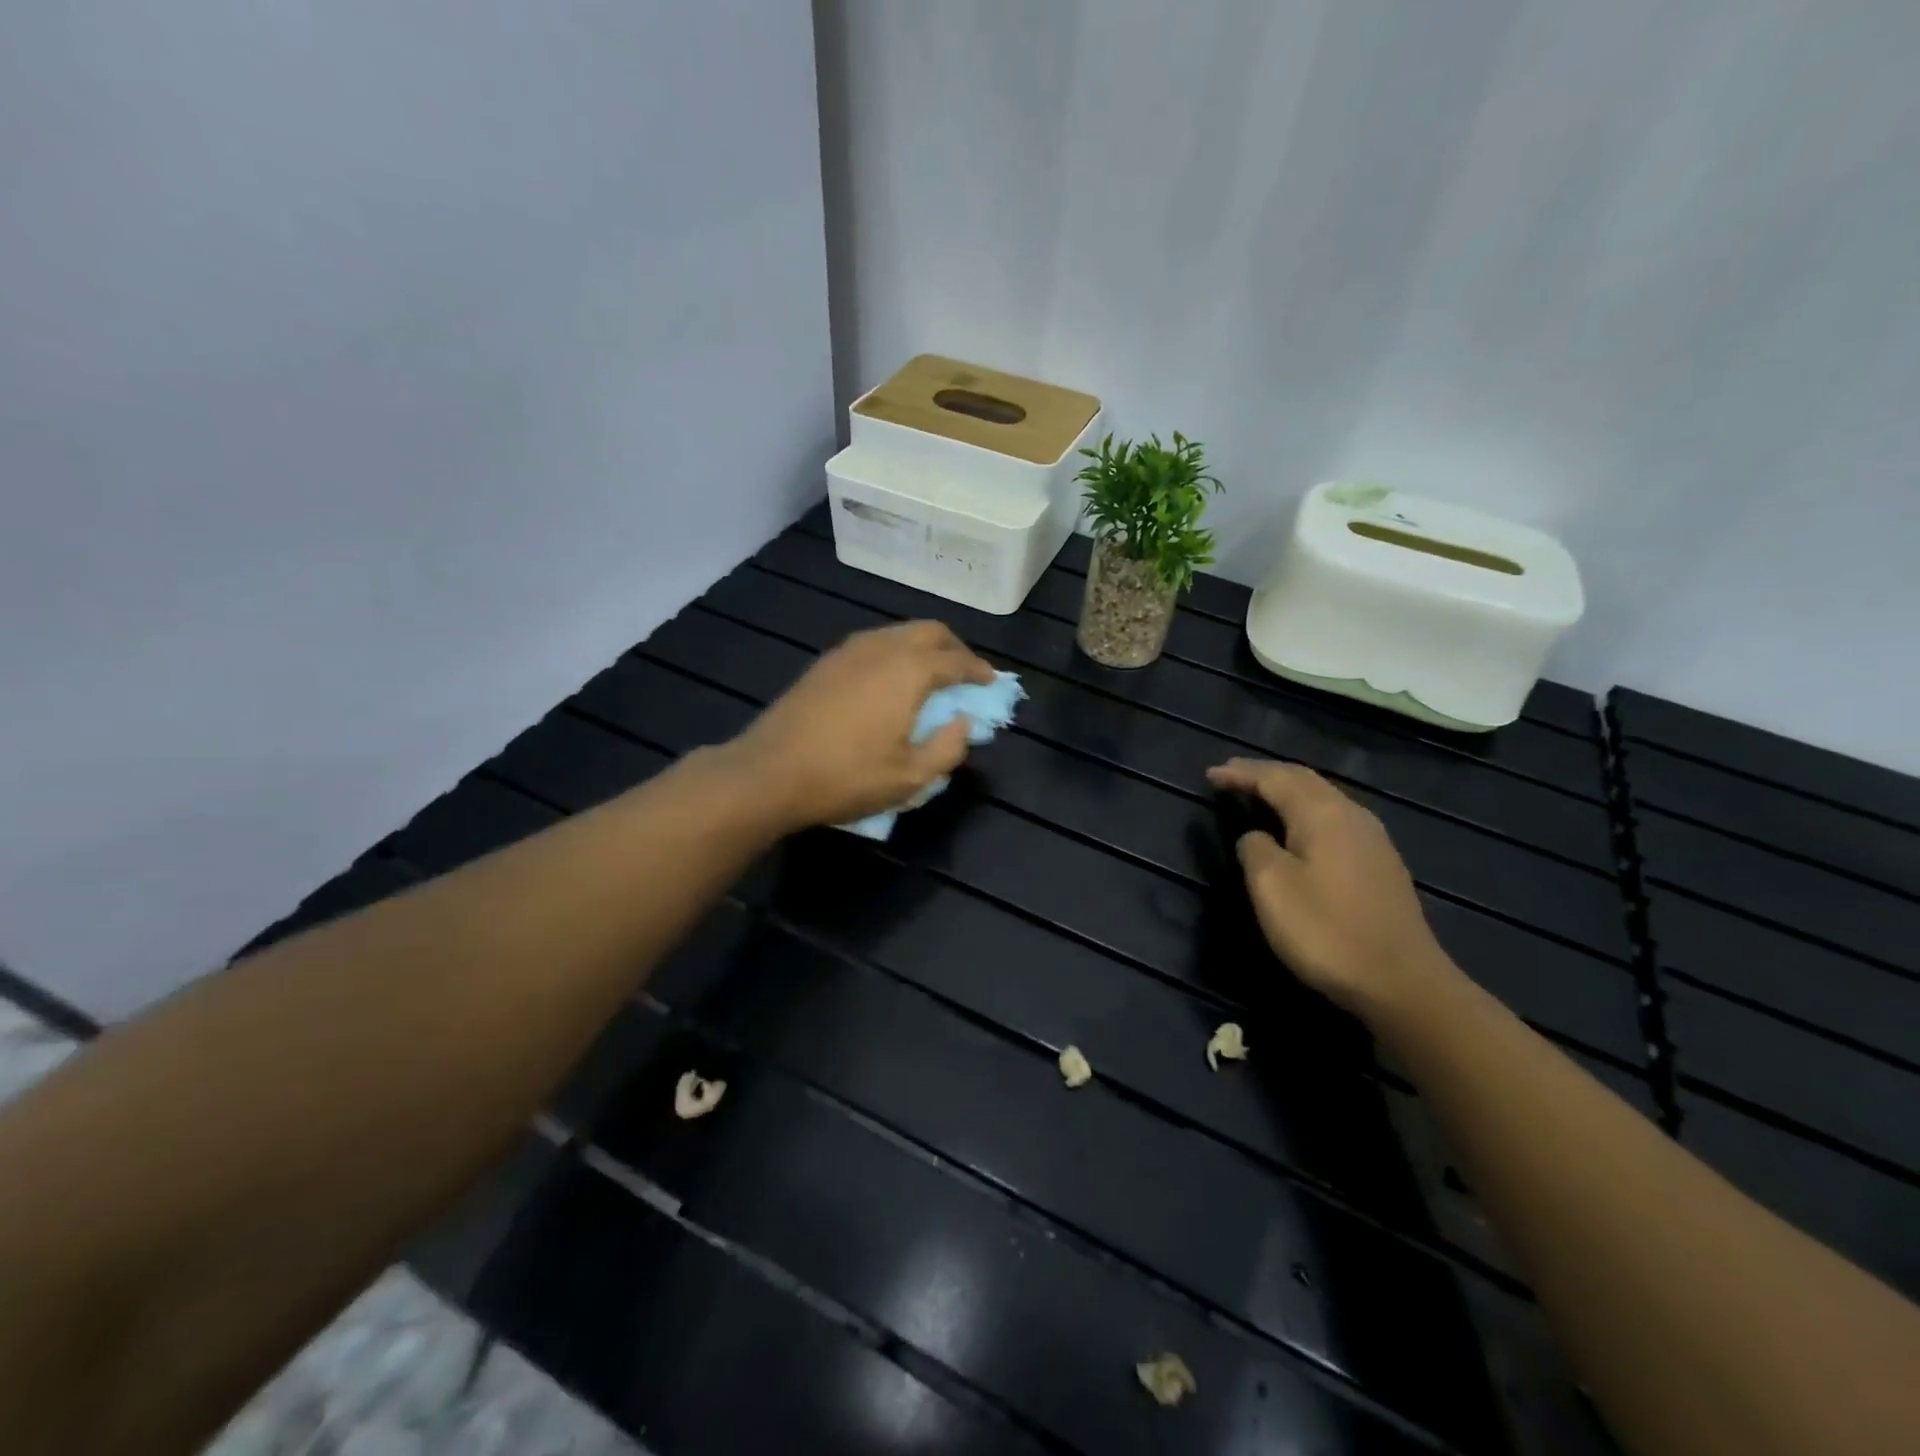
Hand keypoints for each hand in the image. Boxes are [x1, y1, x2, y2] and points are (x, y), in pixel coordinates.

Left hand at [727, 621, 995, 831]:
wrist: (769, 772)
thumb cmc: (847, 777)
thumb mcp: (910, 778)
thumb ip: (948, 748)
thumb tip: (964, 723)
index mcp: (909, 671)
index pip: (956, 660)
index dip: (979, 671)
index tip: (991, 682)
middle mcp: (882, 648)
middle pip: (930, 631)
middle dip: (955, 648)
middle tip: (965, 674)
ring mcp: (849, 650)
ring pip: (899, 632)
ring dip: (923, 647)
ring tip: (931, 676)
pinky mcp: (826, 661)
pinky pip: (874, 643)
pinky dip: (896, 653)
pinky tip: (891, 681)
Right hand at [1205, 759, 1461, 1022]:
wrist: (1402, 983)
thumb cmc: (1326, 931)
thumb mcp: (1271, 887)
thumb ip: (1255, 849)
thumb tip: (1256, 837)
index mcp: (1323, 814)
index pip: (1274, 779)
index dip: (1240, 774)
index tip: (1209, 775)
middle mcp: (1351, 815)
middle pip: (1303, 780)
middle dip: (1265, 774)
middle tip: (1231, 774)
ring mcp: (1373, 840)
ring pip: (1322, 798)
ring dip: (1287, 790)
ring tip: (1259, 794)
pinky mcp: (1381, 864)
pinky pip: (1334, 819)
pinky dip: (1305, 811)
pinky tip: (1297, 827)